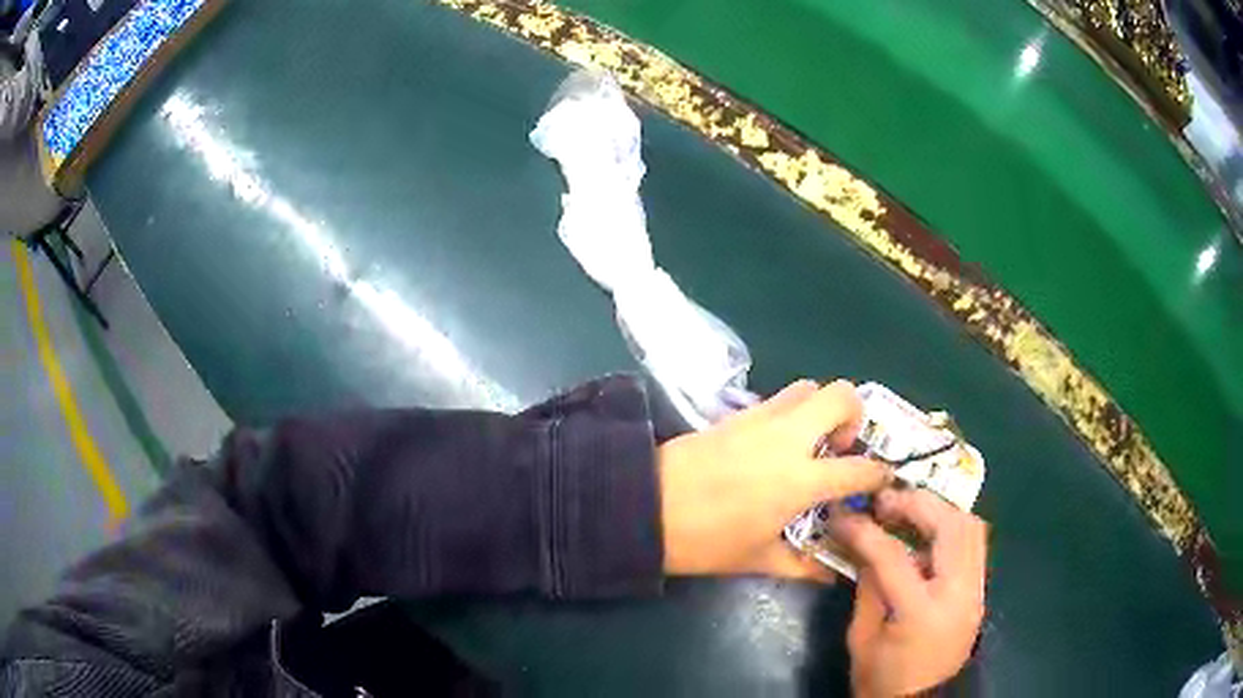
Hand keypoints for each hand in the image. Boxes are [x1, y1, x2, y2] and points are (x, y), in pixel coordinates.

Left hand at [658, 380, 890, 580]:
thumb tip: (829, 575)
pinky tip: (776, 445)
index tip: (882, 478)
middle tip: (841, 448)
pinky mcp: (735, 414)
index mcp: (799, 480)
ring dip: (820, 408)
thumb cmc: (704, 541)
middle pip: (841, 394)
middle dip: (855, 415)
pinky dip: (790, 413)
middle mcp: (787, 438)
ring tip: (810, 443)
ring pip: (807, 387)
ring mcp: (760, 419)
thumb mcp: (756, 559)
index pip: (858, 468)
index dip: (878, 473)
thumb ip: (801, 566)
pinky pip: (776, 400)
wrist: (642, 507)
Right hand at [828, 489, 986, 696]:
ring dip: (939, 511)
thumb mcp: (862, 638)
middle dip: (916, 504)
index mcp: (922, 612)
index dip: (865, 531)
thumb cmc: (883, 680)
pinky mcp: (979, 591)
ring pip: (971, 527)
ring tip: (907, 511)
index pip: (894, 556)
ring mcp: (976, 590)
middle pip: (950, 526)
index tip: (844, 515)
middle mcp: (959, 593)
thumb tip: (864, 545)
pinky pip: (972, 544)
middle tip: (885, 501)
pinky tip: (924, 536)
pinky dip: (950, 529)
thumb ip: (868, 586)